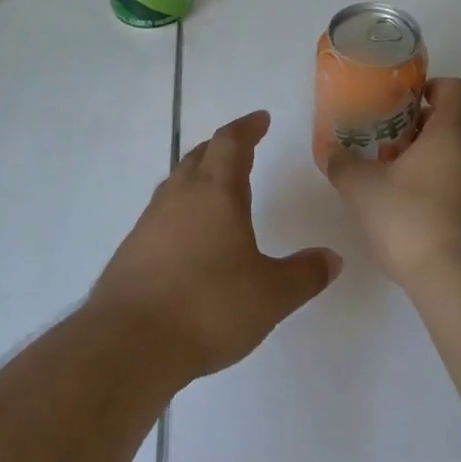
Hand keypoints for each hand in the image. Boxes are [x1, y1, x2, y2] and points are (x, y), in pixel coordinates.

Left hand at [92, 110, 341, 383]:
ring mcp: (150, 221)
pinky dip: (182, 210)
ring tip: (217, 189)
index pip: (231, 143)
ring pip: (177, 183)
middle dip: (222, 147)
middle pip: (200, 156)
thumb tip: (332, 258)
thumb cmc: (208, 307)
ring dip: (199, 176)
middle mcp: (180, 196)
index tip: (261, 119)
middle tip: (242, 149)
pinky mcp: (132, 249)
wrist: (129, 342)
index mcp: (216, 192)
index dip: (247, 127)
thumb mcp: (270, 295)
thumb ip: (304, 274)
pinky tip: (190, 237)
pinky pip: (162, 213)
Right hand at [326, 77, 460, 292]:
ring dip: (443, 158)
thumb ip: (344, 165)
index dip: (435, 88)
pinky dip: (455, 186)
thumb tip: (331, 152)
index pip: (459, 88)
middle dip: (432, 126)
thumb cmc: (413, 220)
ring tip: (406, 179)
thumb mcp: (363, 190)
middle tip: (397, 142)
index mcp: (457, 130)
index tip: (408, 105)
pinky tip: (425, 212)